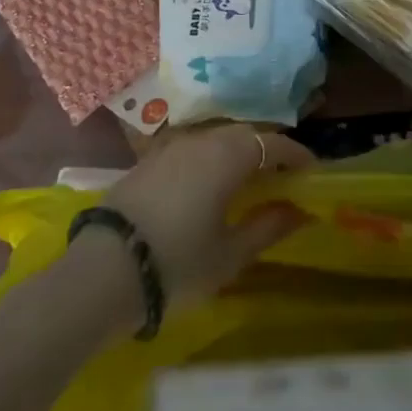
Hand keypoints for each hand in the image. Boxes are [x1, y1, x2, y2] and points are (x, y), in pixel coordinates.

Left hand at [103, 124, 313, 305]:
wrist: (100, 274)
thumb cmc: (177, 264)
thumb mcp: (230, 254)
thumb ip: (267, 226)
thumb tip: (300, 210)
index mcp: (228, 156)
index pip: (273, 143)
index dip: (296, 154)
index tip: (311, 171)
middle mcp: (201, 140)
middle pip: (244, 135)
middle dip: (267, 150)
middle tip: (281, 175)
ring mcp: (169, 148)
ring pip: (214, 139)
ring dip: (236, 153)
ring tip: (246, 179)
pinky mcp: (145, 162)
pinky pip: (190, 150)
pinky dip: (208, 160)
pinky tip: (206, 185)